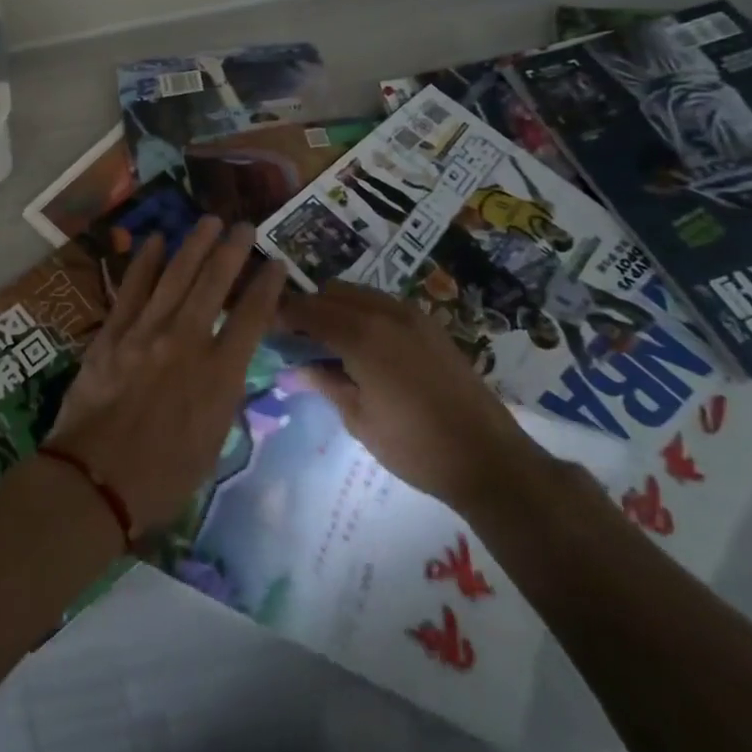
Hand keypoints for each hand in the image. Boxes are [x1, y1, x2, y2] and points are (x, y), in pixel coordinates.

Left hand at [47, 218, 287, 533]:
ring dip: (194, 245)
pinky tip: (154, 240)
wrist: (96, 481)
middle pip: (214, 284)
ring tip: (209, 221)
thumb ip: (224, 395)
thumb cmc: (162, 476)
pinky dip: (144, 262)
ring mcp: (145, 332)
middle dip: (232, 250)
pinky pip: (131, 289)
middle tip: (244, 225)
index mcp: (220, 375)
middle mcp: (187, 342)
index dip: (268, 287)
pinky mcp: (112, 333)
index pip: (252, 317)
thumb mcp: (213, 441)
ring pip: (175, 276)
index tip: (277, 264)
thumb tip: (226, 366)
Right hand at [277, 282, 544, 508]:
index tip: (263, 326)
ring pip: (357, 294)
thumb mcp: (358, 419)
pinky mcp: (430, 326)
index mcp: (361, 334)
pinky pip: (382, 304)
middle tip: (292, 338)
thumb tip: (295, 367)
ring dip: (334, 308)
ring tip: (324, 341)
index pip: (307, 310)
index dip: (281, 314)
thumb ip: (325, 382)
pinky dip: (361, 313)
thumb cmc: (415, 446)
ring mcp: (412, 315)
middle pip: (331, 293)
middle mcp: (384, 312)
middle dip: (307, 308)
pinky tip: (360, 345)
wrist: (489, 458)